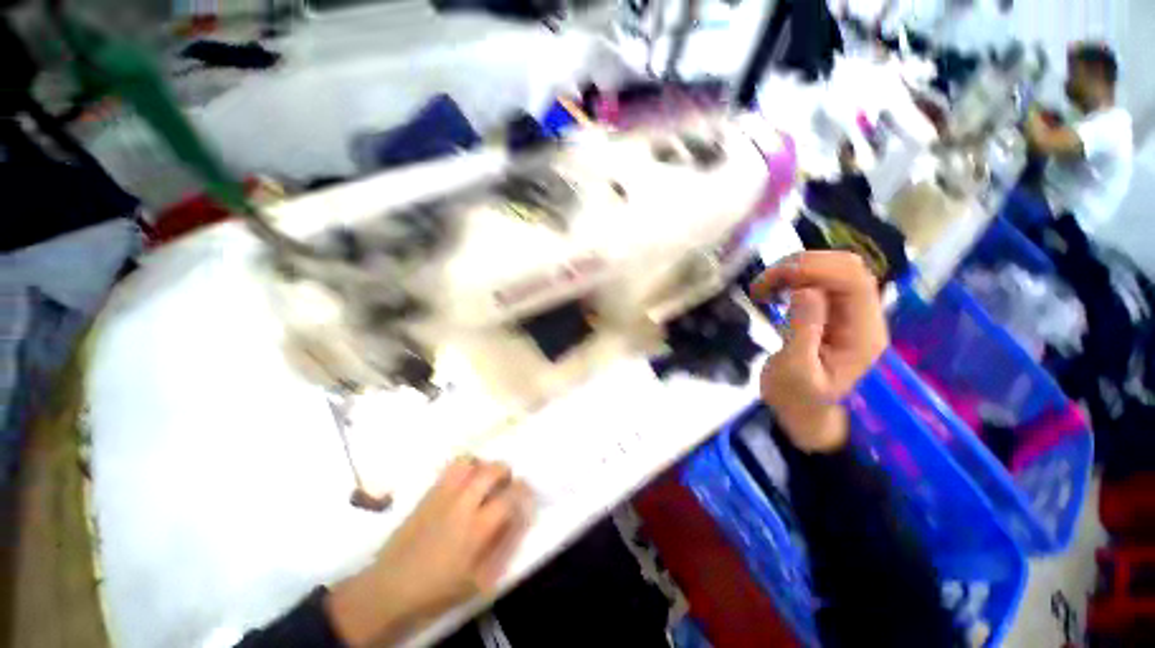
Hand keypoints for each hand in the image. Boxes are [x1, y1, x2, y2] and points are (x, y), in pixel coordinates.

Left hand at [326, 458, 532, 645]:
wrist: (390, 588)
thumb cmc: (439, 589)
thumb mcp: (480, 580)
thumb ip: (505, 547)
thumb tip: (522, 520)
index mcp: (478, 528)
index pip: (511, 496)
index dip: (524, 491)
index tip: (527, 494)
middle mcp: (463, 503)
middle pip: (493, 470)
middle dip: (506, 472)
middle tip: (506, 485)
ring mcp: (443, 494)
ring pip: (471, 462)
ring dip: (484, 467)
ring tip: (485, 481)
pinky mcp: (428, 492)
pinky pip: (452, 467)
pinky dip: (466, 467)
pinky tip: (465, 482)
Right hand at [753, 252, 888, 452]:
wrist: (802, 410)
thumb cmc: (796, 397)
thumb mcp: (794, 371)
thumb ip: (803, 331)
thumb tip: (806, 289)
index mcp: (863, 333)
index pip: (854, 280)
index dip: (816, 268)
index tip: (774, 279)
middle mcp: (864, 315)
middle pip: (846, 266)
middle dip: (801, 265)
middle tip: (762, 285)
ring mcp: (850, 310)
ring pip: (831, 267)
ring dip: (794, 269)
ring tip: (763, 288)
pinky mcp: (833, 309)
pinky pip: (818, 278)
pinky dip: (792, 276)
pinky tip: (774, 290)